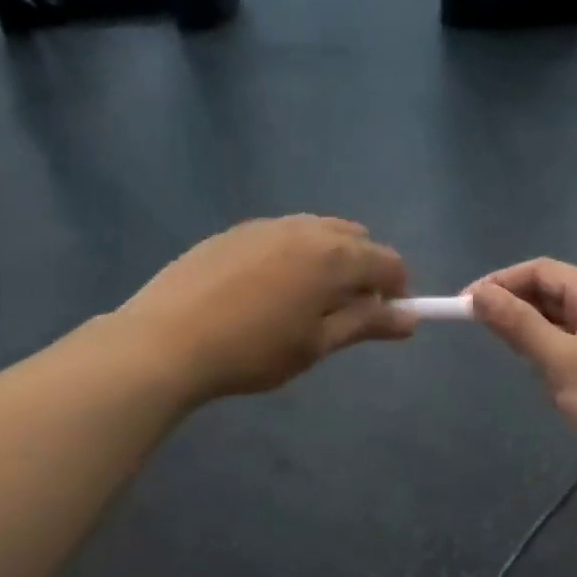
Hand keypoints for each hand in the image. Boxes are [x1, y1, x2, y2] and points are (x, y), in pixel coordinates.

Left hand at [119, 216, 414, 401]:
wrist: (166, 340)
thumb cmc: (253, 351)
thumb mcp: (316, 344)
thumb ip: (365, 324)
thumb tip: (409, 318)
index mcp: (333, 255)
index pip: (388, 262)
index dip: (397, 290)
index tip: (385, 319)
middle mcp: (305, 228)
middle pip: (355, 240)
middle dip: (363, 271)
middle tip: (344, 313)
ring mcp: (265, 225)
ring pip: (316, 232)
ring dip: (328, 260)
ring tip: (305, 302)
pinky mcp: (233, 232)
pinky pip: (281, 235)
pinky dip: (293, 255)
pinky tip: (266, 290)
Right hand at [471, 259, 576, 501]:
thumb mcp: (562, 361)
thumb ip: (518, 325)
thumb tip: (477, 293)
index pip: (543, 271)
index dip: (501, 282)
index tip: (464, 304)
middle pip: (553, 294)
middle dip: (515, 308)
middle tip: (479, 332)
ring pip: (561, 326)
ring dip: (532, 335)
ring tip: (512, 358)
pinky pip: (573, 352)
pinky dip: (551, 359)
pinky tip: (543, 382)